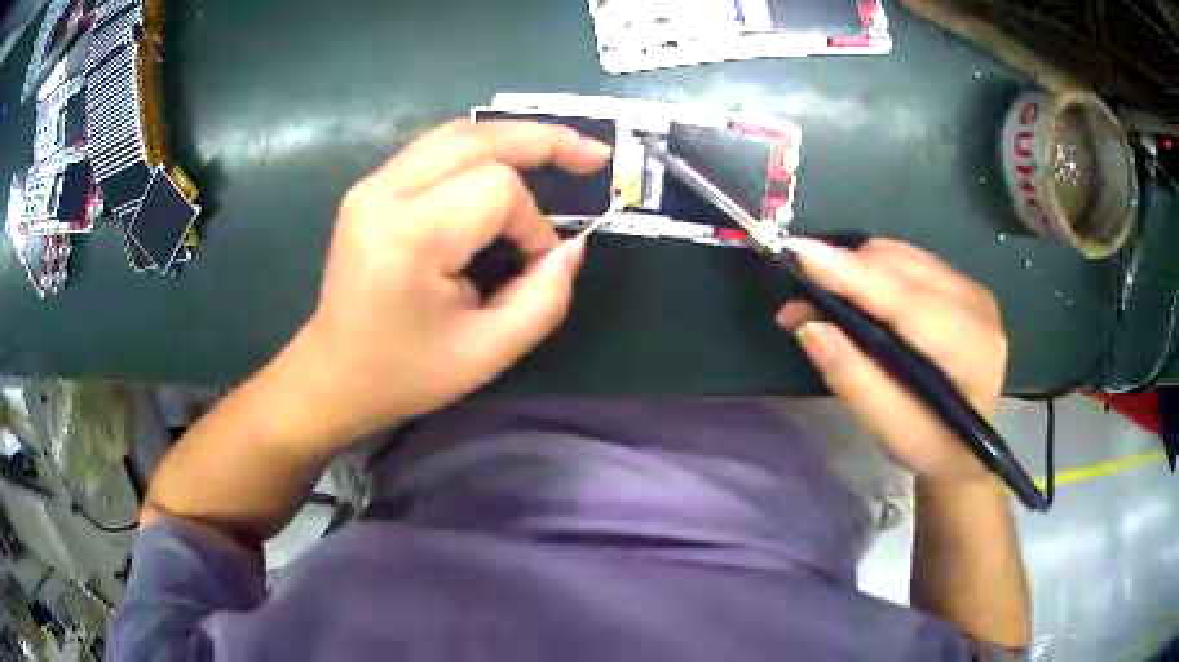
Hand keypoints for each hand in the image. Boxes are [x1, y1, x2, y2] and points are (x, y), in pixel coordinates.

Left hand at [286, 120, 611, 440]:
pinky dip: (481, 148)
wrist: (333, 374)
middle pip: (479, 139)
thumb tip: (573, 245)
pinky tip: (507, 160)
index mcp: (409, 237)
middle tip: (592, 155)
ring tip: (558, 150)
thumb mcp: (488, 353)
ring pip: (457, 133)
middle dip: (543, 142)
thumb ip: (545, 299)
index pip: (497, 192)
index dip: (533, 224)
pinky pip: (435, 147)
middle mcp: (385, 194)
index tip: (536, 264)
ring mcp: (372, 184)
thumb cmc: (405, 373)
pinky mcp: (369, 187)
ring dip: (513, 138)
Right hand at [776, 239, 1006, 481]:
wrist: (969, 446)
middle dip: (843, 274)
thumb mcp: (892, 432)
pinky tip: (855, 298)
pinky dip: (871, 271)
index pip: (906, 299)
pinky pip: (907, 260)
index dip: (852, 275)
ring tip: (820, 304)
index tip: (798, 254)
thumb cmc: (932, 447)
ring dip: (853, 270)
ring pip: (900, 255)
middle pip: (900, 266)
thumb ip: (855, 380)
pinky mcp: (960, 282)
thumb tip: (809, 327)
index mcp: (970, 348)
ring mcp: (970, 288)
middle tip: (797, 307)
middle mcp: (976, 304)